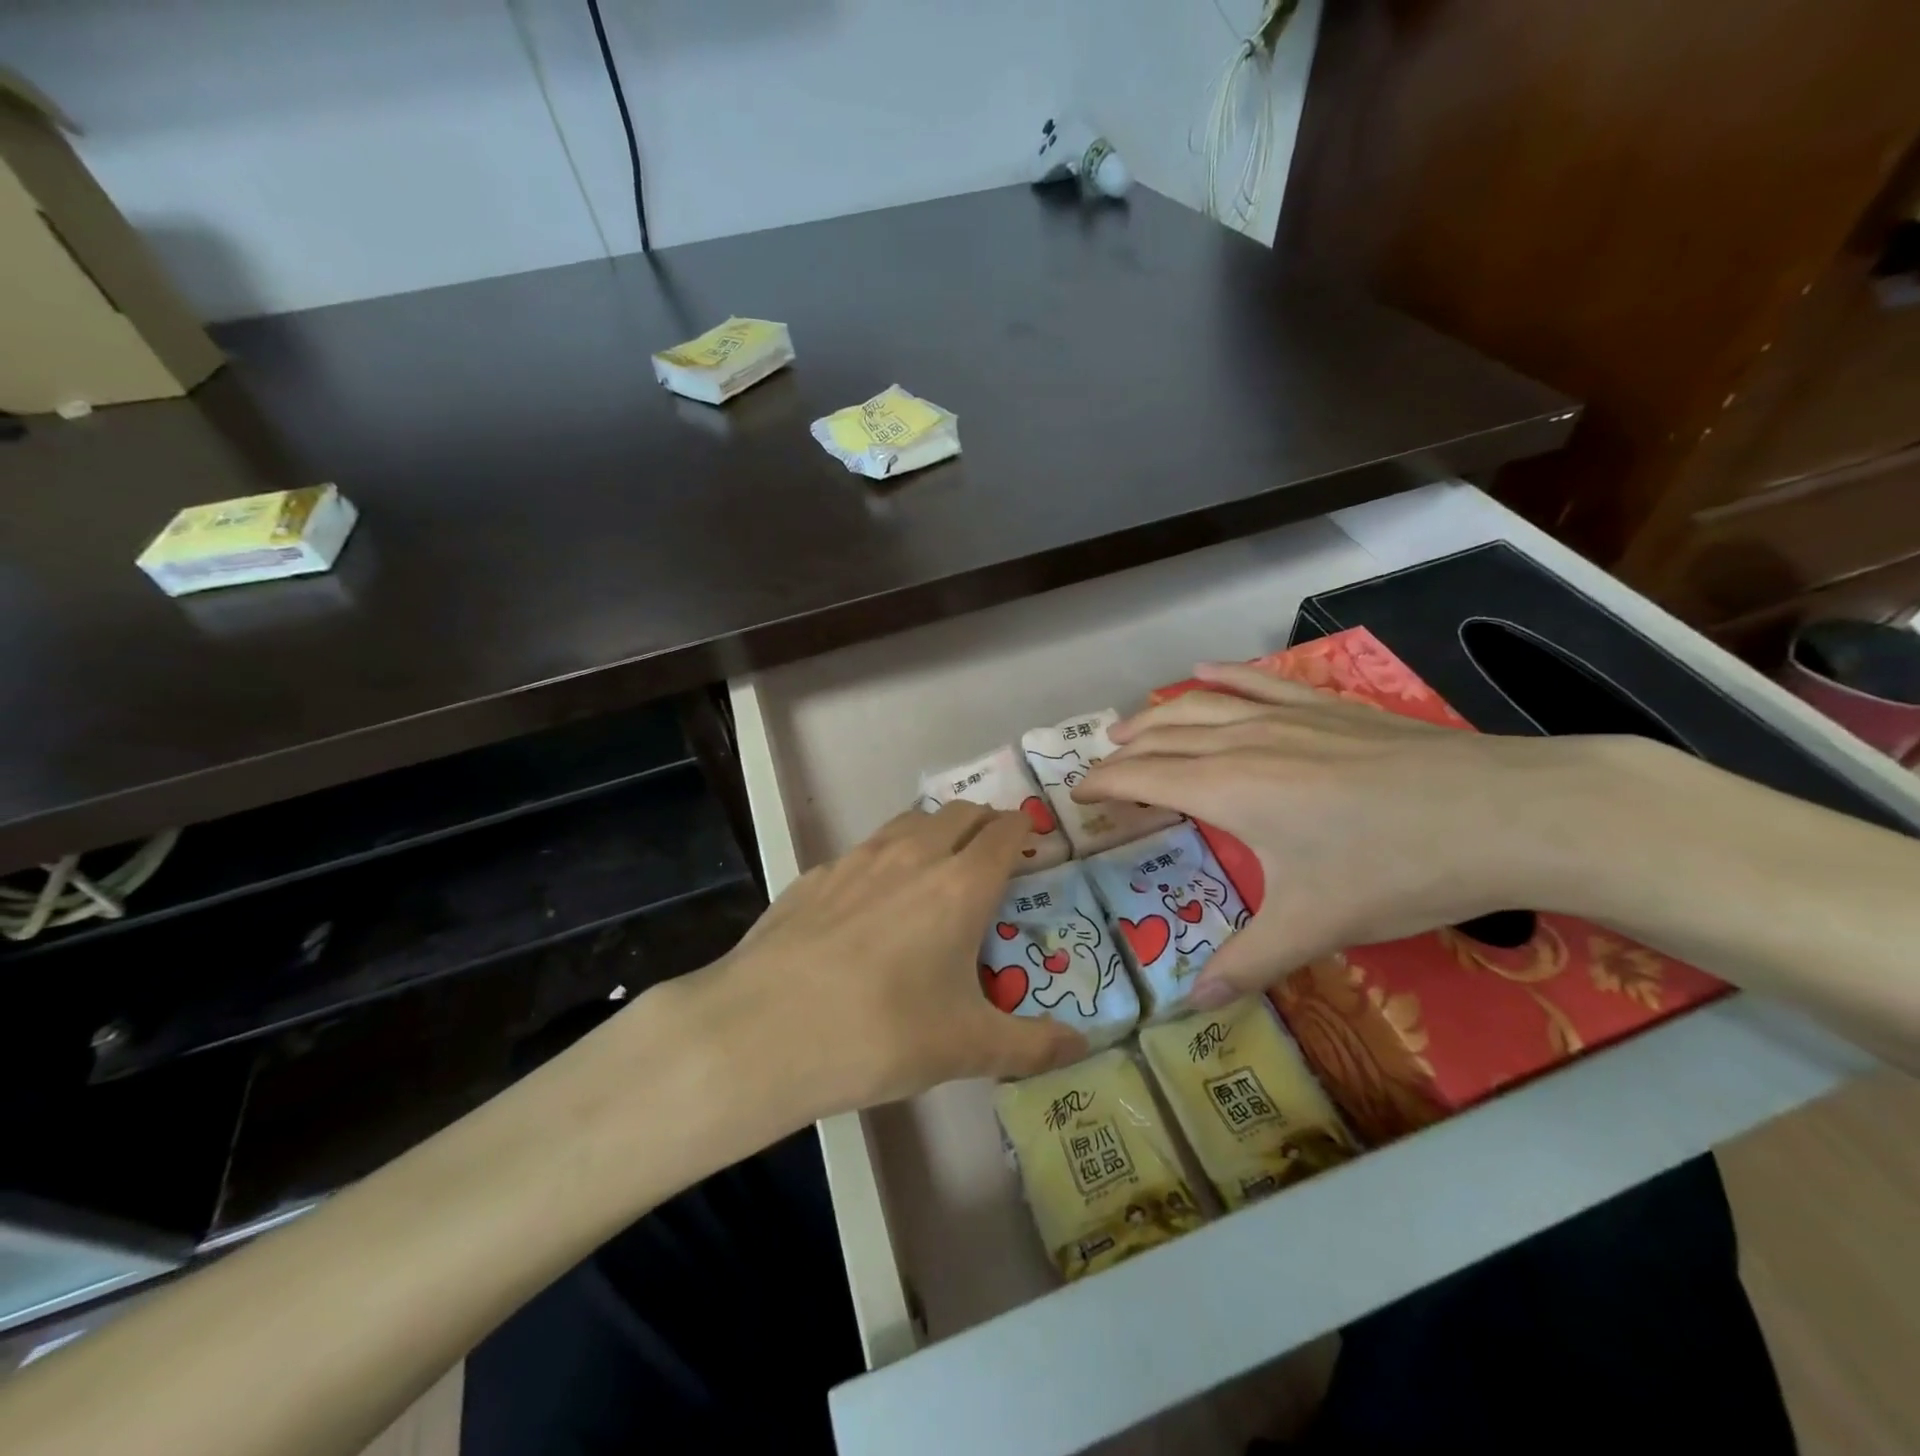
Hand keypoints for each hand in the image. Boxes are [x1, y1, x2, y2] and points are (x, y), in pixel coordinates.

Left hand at [668, 802, 1087, 1124]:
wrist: (765, 1030)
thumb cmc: (883, 1033)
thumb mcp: (967, 1049)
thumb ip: (1032, 1046)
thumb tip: (1082, 1045)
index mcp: (960, 884)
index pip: (1004, 831)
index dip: (1023, 829)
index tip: (1031, 841)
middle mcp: (912, 855)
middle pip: (959, 813)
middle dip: (983, 824)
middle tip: (990, 856)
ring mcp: (857, 860)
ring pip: (908, 823)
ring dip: (932, 833)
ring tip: (934, 870)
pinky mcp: (814, 876)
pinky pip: (862, 852)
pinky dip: (883, 861)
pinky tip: (868, 906)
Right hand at [1072, 662, 1636, 1005]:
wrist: (1505, 813)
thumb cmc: (1396, 869)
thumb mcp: (1315, 925)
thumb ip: (1247, 963)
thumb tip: (1191, 1005)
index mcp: (1229, 788)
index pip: (1144, 777)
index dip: (1105, 784)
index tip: (1078, 794)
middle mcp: (1244, 741)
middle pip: (1165, 735)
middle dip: (1125, 748)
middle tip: (1101, 763)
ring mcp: (1288, 716)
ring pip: (1203, 704)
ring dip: (1160, 713)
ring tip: (1132, 723)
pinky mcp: (1329, 706)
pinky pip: (1259, 682)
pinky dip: (1224, 676)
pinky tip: (1206, 670)